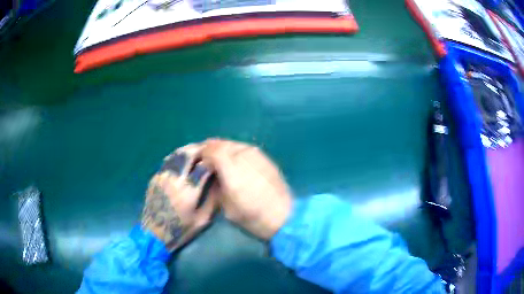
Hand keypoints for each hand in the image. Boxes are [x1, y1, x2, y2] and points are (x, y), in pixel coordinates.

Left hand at [141, 144, 217, 250]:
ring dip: (187, 150)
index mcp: (189, 191)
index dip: (213, 160)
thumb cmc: (181, 230)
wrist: (155, 235)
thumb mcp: (203, 220)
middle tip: (207, 150)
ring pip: (176, 155)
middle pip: (188, 154)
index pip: (204, 166)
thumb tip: (219, 183)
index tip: (218, 160)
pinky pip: (167, 162)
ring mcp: (163, 177)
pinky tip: (181, 161)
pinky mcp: (155, 178)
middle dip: (200, 149)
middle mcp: (175, 179)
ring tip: (195, 151)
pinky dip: (177, 158)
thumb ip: (212, 200)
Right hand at [202, 139, 291, 239]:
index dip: (199, 154)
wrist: (284, 216)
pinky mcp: (265, 158)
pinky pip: (245, 150)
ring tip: (219, 162)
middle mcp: (243, 153)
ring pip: (233, 145)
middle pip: (220, 143)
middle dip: (210, 150)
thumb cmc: (252, 215)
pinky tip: (236, 165)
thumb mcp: (225, 206)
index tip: (195, 162)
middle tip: (205, 161)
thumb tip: (211, 174)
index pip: (209, 149)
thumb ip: (215, 185)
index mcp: (230, 166)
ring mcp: (256, 154)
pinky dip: (235, 154)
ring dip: (223, 151)